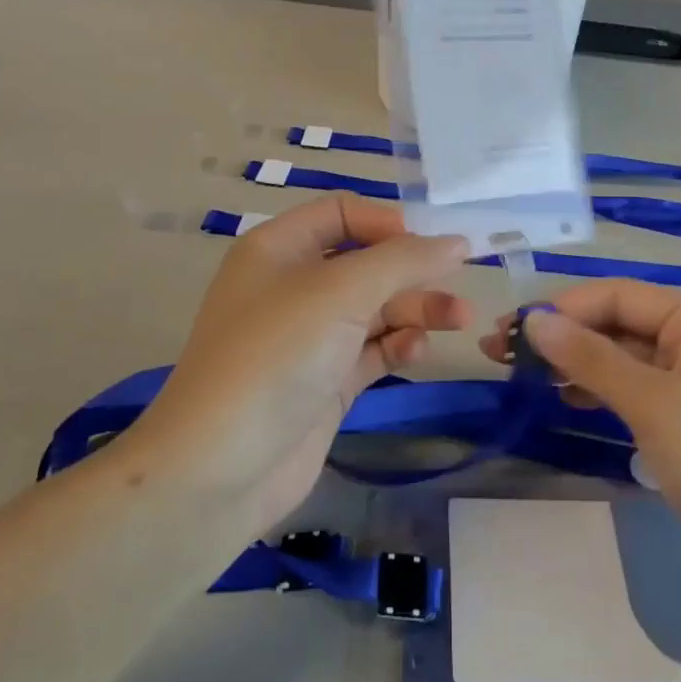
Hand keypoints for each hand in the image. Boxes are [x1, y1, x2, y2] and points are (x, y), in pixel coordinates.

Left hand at [126, 195, 470, 538]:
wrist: (220, 468)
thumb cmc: (276, 354)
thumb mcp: (341, 292)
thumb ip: (404, 260)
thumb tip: (457, 242)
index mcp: (279, 249)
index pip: (342, 213)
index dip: (388, 222)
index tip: (430, 243)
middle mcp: (292, 286)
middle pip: (366, 263)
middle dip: (413, 271)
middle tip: (460, 284)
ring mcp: (309, 337)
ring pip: (374, 308)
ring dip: (417, 309)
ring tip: (460, 319)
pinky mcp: (325, 381)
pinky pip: (371, 350)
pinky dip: (397, 345)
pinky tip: (417, 351)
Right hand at [483, 281, 680, 605]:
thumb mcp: (654, 404)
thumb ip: (591, 358)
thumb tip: (534, 319)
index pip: (619, 296)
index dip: (563, 308)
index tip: (509, 330)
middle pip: (621, 325)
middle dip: (564, 337)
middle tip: (501, 356)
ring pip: (627, 362)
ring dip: (578, 366)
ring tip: (524, 380)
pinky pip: (640, 396)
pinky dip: (603, 395)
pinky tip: (568, 402)